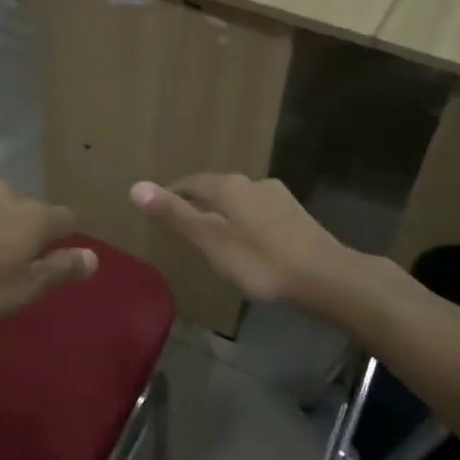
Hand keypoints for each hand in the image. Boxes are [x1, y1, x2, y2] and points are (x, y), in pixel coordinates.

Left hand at [0, 182, 97, 320]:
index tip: (64, 255)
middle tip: (25, 253)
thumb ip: (61, 270)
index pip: (68, 219)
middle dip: (34, 226)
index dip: (70, 236)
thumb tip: (94, 257)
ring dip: (1, 214)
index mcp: (37, 218)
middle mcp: (10, 196)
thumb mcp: (26, 288)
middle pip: (34, 207)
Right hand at [130, 174, 353, 308]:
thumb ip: (175, 215)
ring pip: (241, 202)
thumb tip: (135, 187)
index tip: (160, 207)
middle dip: (200, 204)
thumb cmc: (260, 261)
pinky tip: (249, 245)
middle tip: (184, 224)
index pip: (192, 183)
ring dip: (225, 214)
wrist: (324, 276)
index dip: (173, 194)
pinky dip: (246, 225)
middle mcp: (254, 183)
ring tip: (215, 237)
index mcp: (229, 186)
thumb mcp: (210, 241)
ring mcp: (279, 198)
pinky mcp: (296, 216)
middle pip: (218, 190)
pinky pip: (260, 214)